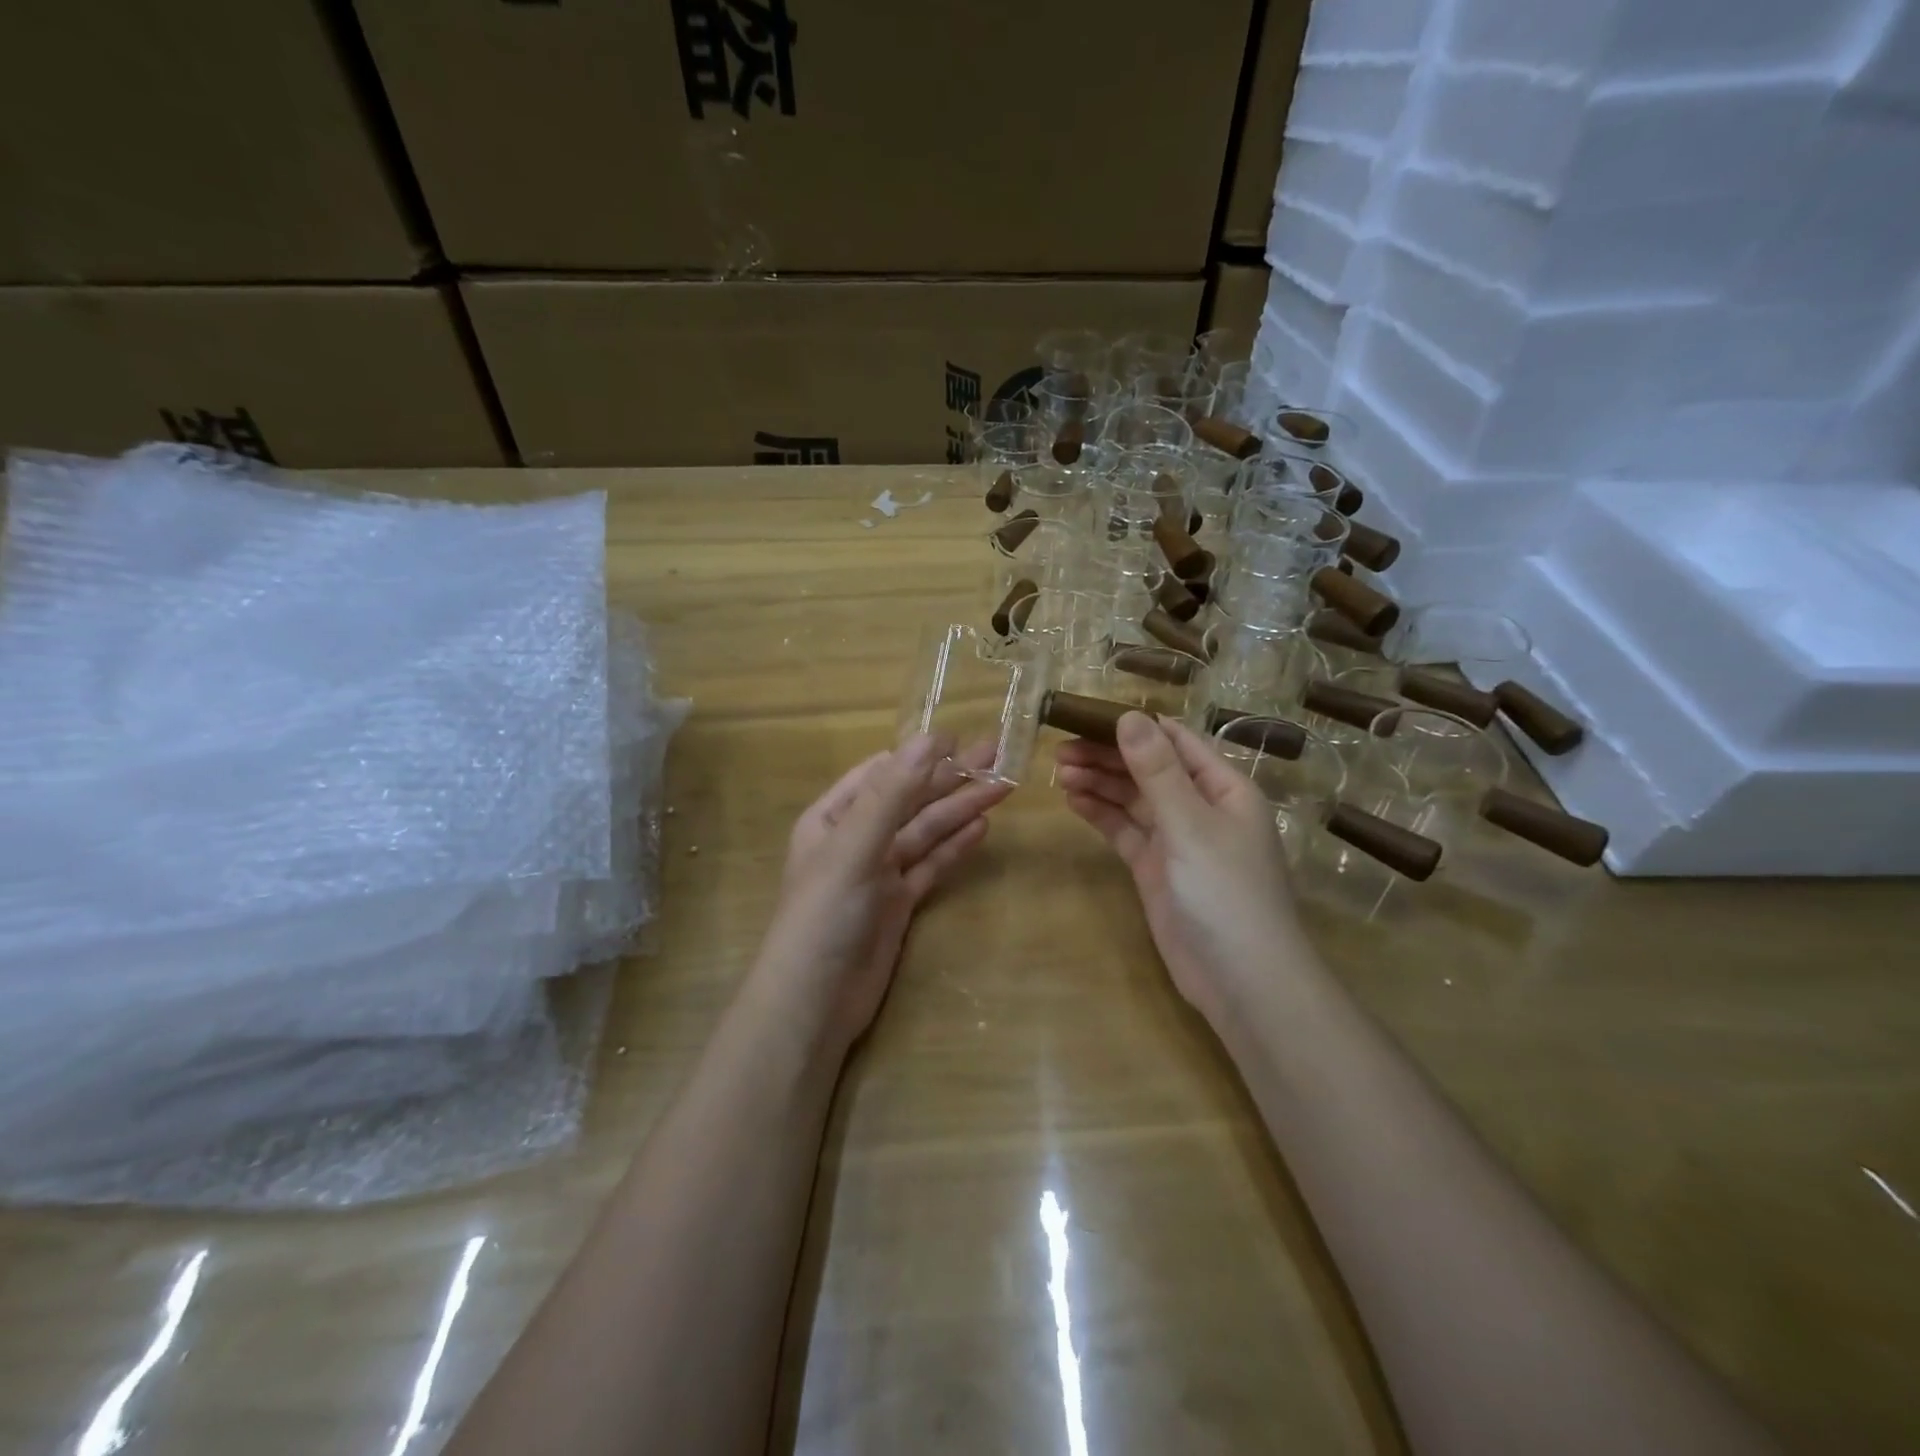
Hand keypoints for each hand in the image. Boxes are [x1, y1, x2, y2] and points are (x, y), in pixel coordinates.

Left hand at [754, 734, 1011, 1055]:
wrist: (816, 1001)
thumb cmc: (825, 914)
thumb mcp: (855, 846)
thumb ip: (892, 794)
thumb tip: (929, 739)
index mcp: (832, 817)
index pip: (880, 773)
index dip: (918, 755)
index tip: (959, 738)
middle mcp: (855, 839)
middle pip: (909, 801)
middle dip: (950, 779)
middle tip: (997, 756)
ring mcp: (879, 873)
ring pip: (925, 832)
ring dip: (959, 810)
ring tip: (1001, 788)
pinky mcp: (899, 904)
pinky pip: (930, 865)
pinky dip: (954, 847)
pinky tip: (980, 828)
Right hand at [1056, 713, 1307, 1026]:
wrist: (1240, 979)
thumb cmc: (1225, 891)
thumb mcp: (1190, 824)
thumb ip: (1157, 770)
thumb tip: (1129, 716)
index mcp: (1223, 787)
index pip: (1175, 740)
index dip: (1134, 726)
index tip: (1088, 716)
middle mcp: (1200, 807)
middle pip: (1149, 768)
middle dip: (1108, 756)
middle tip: (1060, 749)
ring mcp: (1177, 840)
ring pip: (1133, 799)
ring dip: (1100, 783)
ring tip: (1060, 772)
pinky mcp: (1156, 869)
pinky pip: (1125, 831)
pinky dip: (1101, 814)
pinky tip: (1074, 800)